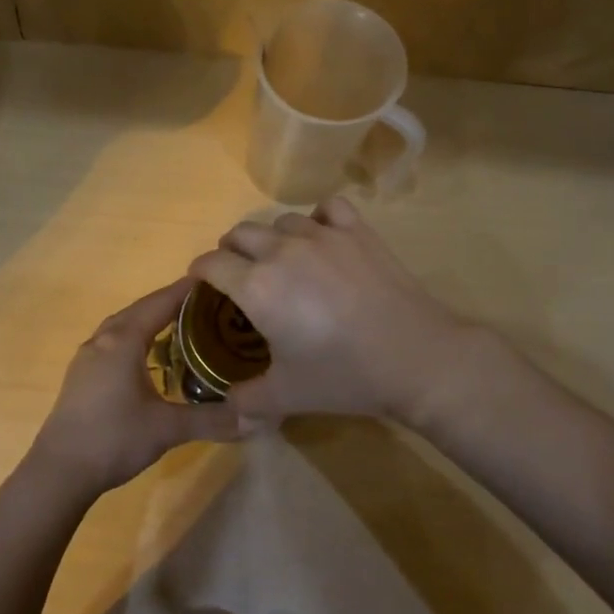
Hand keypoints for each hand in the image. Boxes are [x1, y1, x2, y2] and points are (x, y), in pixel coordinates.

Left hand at [29, 277, 238, 497]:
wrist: (59, 471)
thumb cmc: (113, 439)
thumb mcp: (167, 429)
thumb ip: (211, 419)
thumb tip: (255, 418)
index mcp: (123, 340)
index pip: (161, 302)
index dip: (188, 289)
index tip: (216, 279)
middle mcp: (103, 339)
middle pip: (142, 308)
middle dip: (173, 302)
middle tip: (208, 304)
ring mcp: (88, 357)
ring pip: (124, 325)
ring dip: (152, 320)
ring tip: (183, 325)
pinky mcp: (82, 375)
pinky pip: (115, 342)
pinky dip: (137, 338)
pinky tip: (150, 356)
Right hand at [187, 196, 486, 427]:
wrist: (415, 358)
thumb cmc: (344, 376)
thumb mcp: (286, 396)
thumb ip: (246, 401)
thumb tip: (227, 405)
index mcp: (257, 286)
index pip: (211, 263)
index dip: (199, 271)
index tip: (201, 282)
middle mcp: (282, 251)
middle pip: (240, 233)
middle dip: (230, 251)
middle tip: (238, 275)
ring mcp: (323, 235)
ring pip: (280, 220)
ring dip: (271, 237)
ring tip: (281, 259)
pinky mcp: (358, 231)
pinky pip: (328, 208)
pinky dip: (318, 218)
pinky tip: (323, 238)